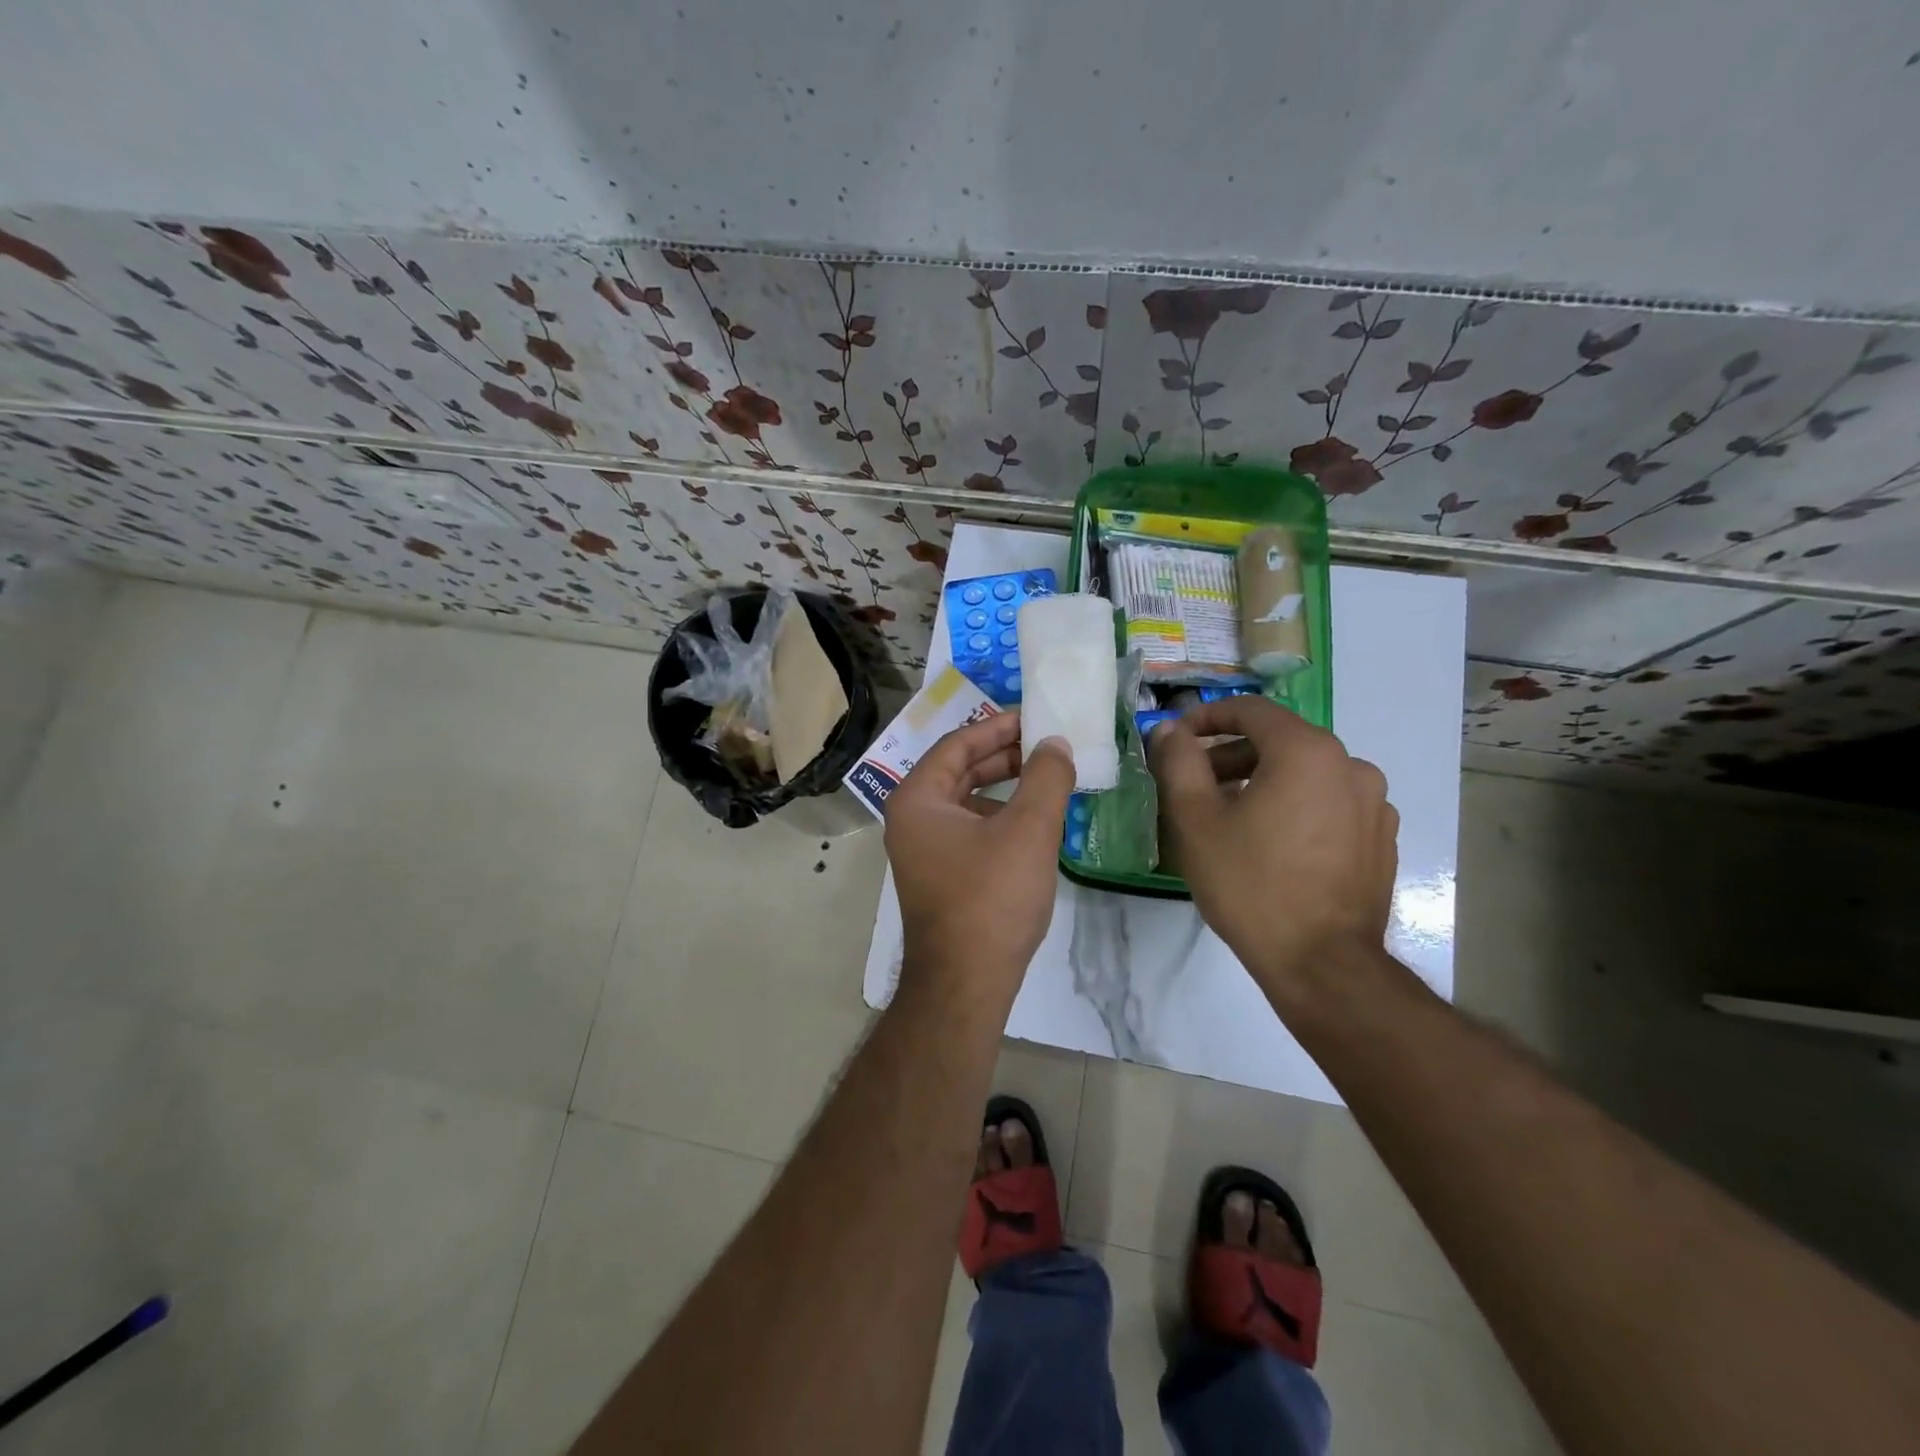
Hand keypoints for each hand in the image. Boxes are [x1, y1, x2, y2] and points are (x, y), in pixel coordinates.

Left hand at [884, 710, 1076, 1007]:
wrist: (966, 983)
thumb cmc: (991, 898)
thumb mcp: (1028, 830)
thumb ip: (1045, 777)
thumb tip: (1055, 744)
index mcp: (917, 799)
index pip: (957, 744)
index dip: (998, 726)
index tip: (1035, 717)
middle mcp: (911, 819)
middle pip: (960, 770)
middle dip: (1004, 755)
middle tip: (1047, 744)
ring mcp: (923, 850)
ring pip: (967, 801)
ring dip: (1005, 786)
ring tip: (1047, 778)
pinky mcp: (940, 876)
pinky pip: (970, 830)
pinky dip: (1000, 817)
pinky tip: (1033, 822)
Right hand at [1149, 697, 1397, 1000]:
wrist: (1322, 963)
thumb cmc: (1250, 883)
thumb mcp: (1195, 819)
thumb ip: (1178, 761)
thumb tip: (1170, 728)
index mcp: (1307, 751)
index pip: (1250, 710)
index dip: (1206, 717)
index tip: (1176, 740)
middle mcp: (1351, 765)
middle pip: (1279, 741)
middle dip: (1230, 755)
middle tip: (1195, 786)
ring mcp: (1374, 803)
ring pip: (1306, 773)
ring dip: (1263, 782)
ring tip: (1231, 819)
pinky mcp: (1381, 838)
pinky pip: (1330, 804)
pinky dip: (1296, 807)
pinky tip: (1273, 845)